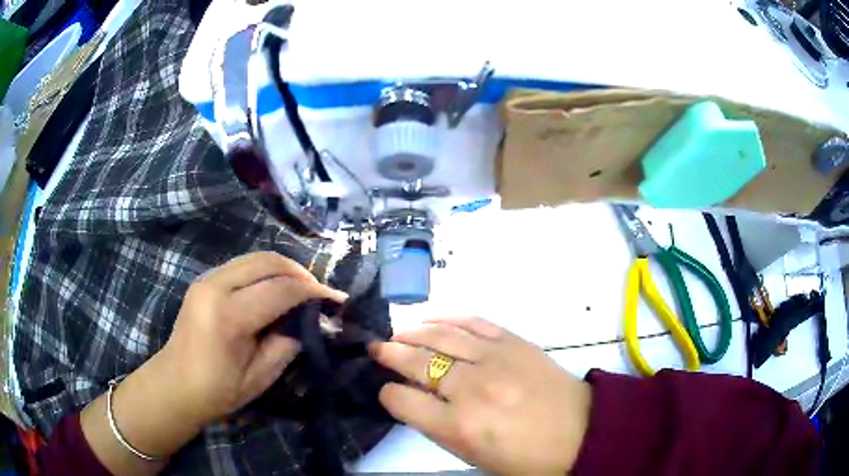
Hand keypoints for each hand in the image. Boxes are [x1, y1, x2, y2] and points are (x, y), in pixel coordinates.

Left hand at [155, 251, 345, 427]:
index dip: (313, 292)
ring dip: (282, 269)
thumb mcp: (261, 377)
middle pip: (267, 261)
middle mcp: (215, 287)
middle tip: (319, 291)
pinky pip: (242, 265)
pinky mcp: (204, 281)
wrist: (175, 385)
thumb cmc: (218, 391)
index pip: (279, 290)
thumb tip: (310, 320)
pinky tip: (275, 289)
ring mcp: (206, 280)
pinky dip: (264, 271)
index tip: (337, 299)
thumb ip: (287, 343)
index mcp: (228, 317)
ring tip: (301, 289)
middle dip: (299, 271)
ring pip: (254, 257)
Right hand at [370, 317, 591, 474]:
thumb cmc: (525, 458)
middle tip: (376, 349)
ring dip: (413, 331)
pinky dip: (449, 318)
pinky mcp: (514, 342)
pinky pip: (474, 322)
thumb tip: (416, 400)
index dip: (388, 394)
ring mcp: (494, 360)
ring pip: (441, 336)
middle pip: (416, 362)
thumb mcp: (474, 456)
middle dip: (390, 354)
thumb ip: (439, 428)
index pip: (402, 400)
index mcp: (459, 427)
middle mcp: (471, 389)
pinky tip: (433, 318)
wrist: (581, 432)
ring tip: (398, 332)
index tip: (387, 391)